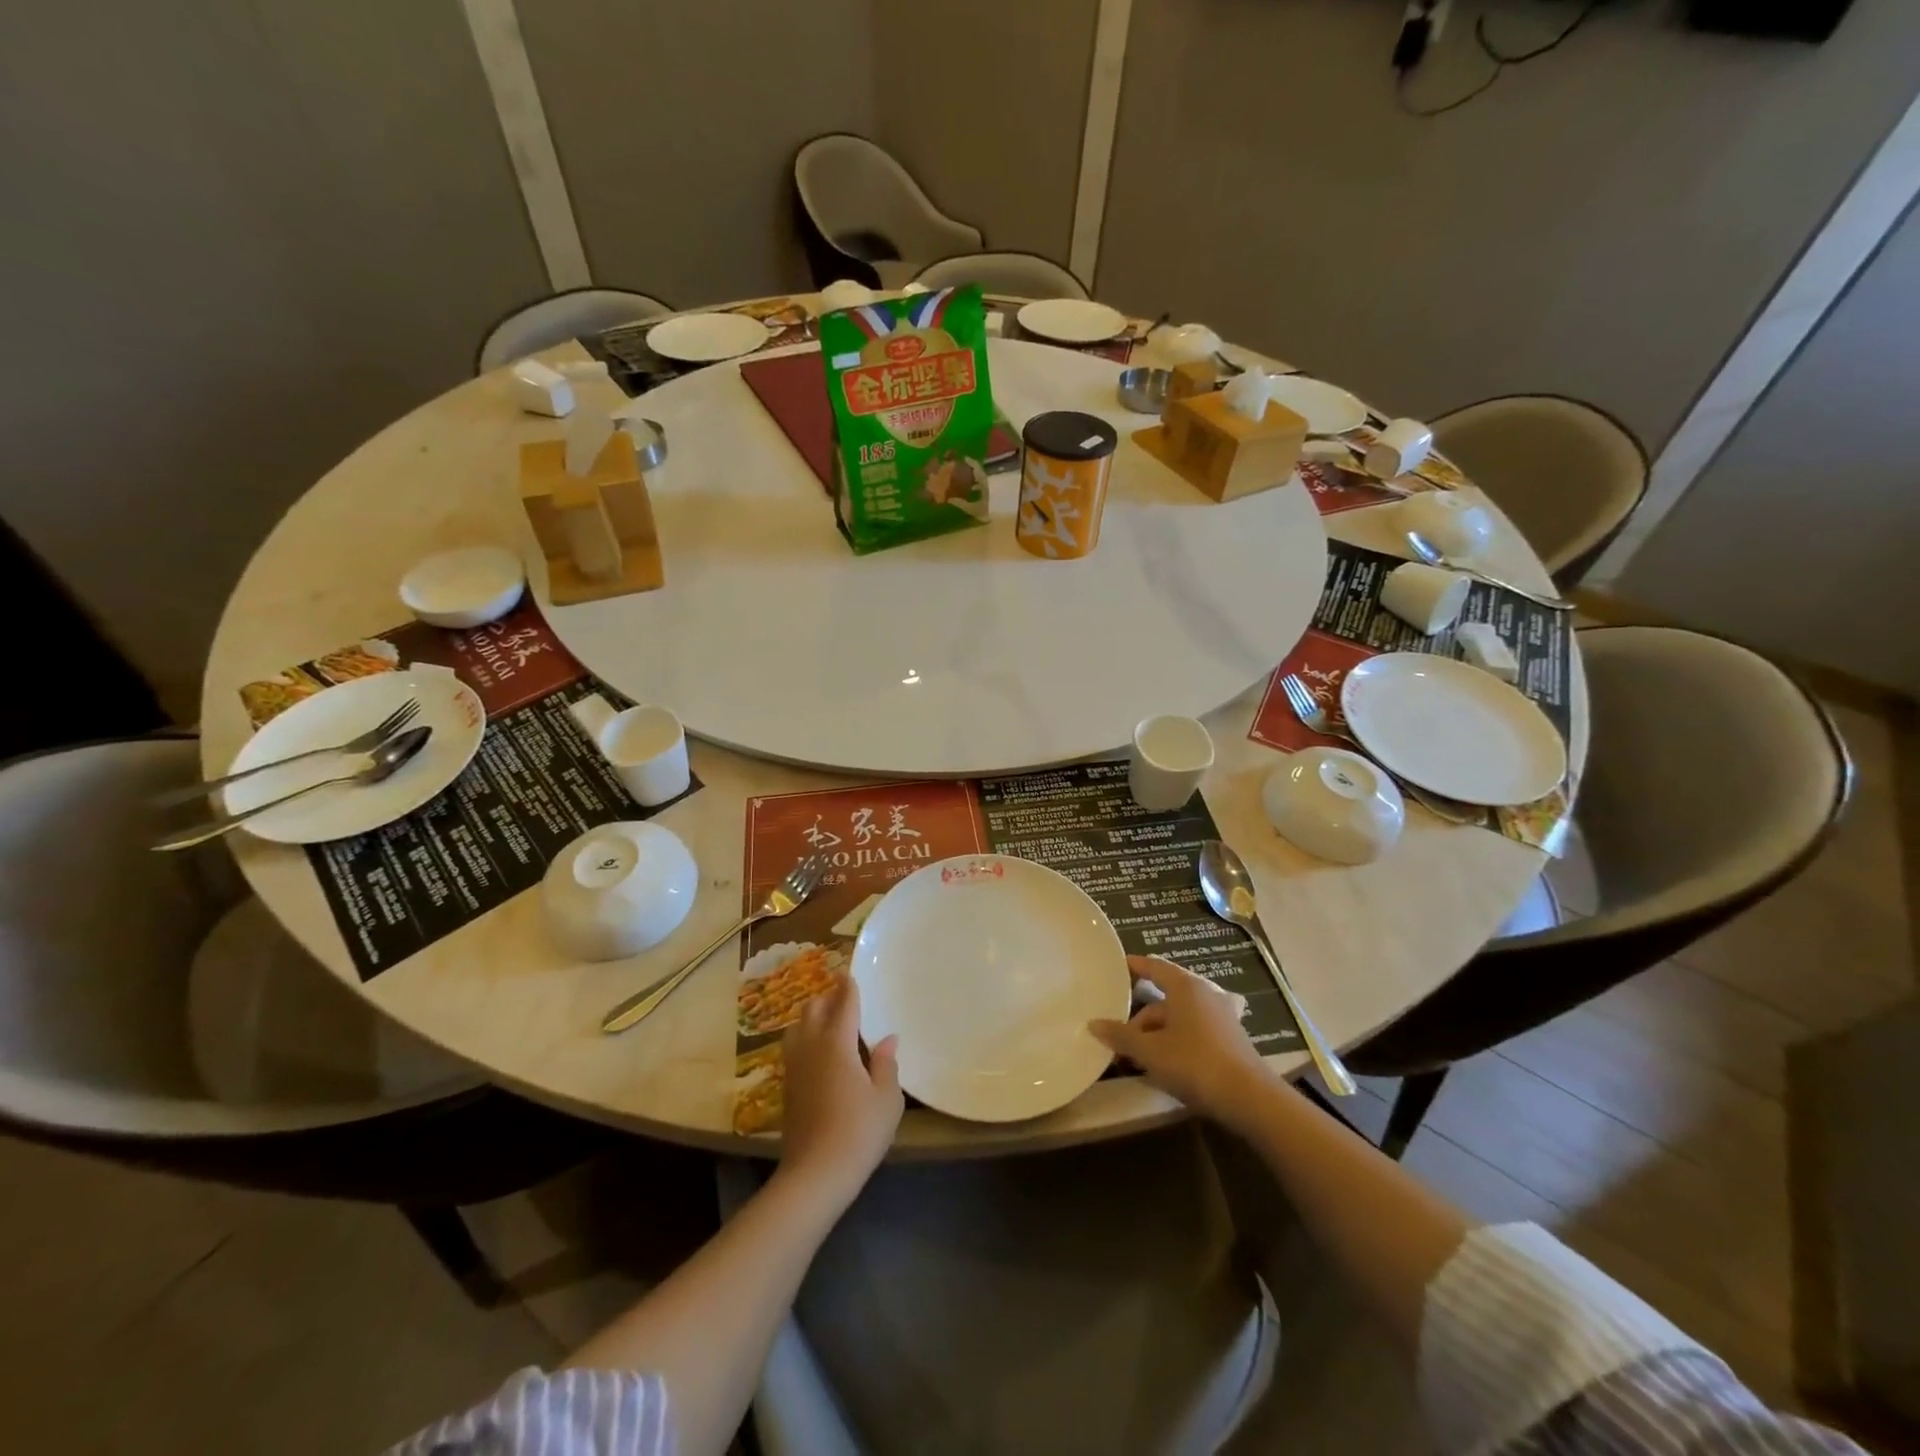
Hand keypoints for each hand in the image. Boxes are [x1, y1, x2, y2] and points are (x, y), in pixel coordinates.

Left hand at [779, 977, 902, 1206]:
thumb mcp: (887, 1099)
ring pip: (797, 1027)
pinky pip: (793, 1047)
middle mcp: (811, 1047)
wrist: (815, 1175)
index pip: (843, 1003)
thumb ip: (887, 1064)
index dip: (847, 986)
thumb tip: (887, 1039)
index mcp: (837, 1043)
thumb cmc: (859, 1132)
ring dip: (812, 1017)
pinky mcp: (787, 1086)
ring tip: (829, 1021)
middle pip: (813, 1009)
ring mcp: (794, 1067)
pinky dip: (804, 1038)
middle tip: (844, 997)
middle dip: (827, 997)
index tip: (848, 972)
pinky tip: (818, 1052)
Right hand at [1090, 956, 1273, 1128]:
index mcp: (1185, 986)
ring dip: (1155, 1035)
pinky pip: (1192, 1032)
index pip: (1154, 967)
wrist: (1250, 1098)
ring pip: (1177, 1019)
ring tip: (1137, 1059)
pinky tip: (1163, 1066)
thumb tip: (1093, 1024)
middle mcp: (1204, 994)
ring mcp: (1220, 1017)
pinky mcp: (1229, 1040)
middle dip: (1139, 1020)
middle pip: (1163, 999)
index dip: (1134, 966)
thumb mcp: (1150, 1051)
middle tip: (1119, 1040)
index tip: (1117, 966)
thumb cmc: (1194, 1063)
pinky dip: (1174, 1042)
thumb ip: (1121, 1036)